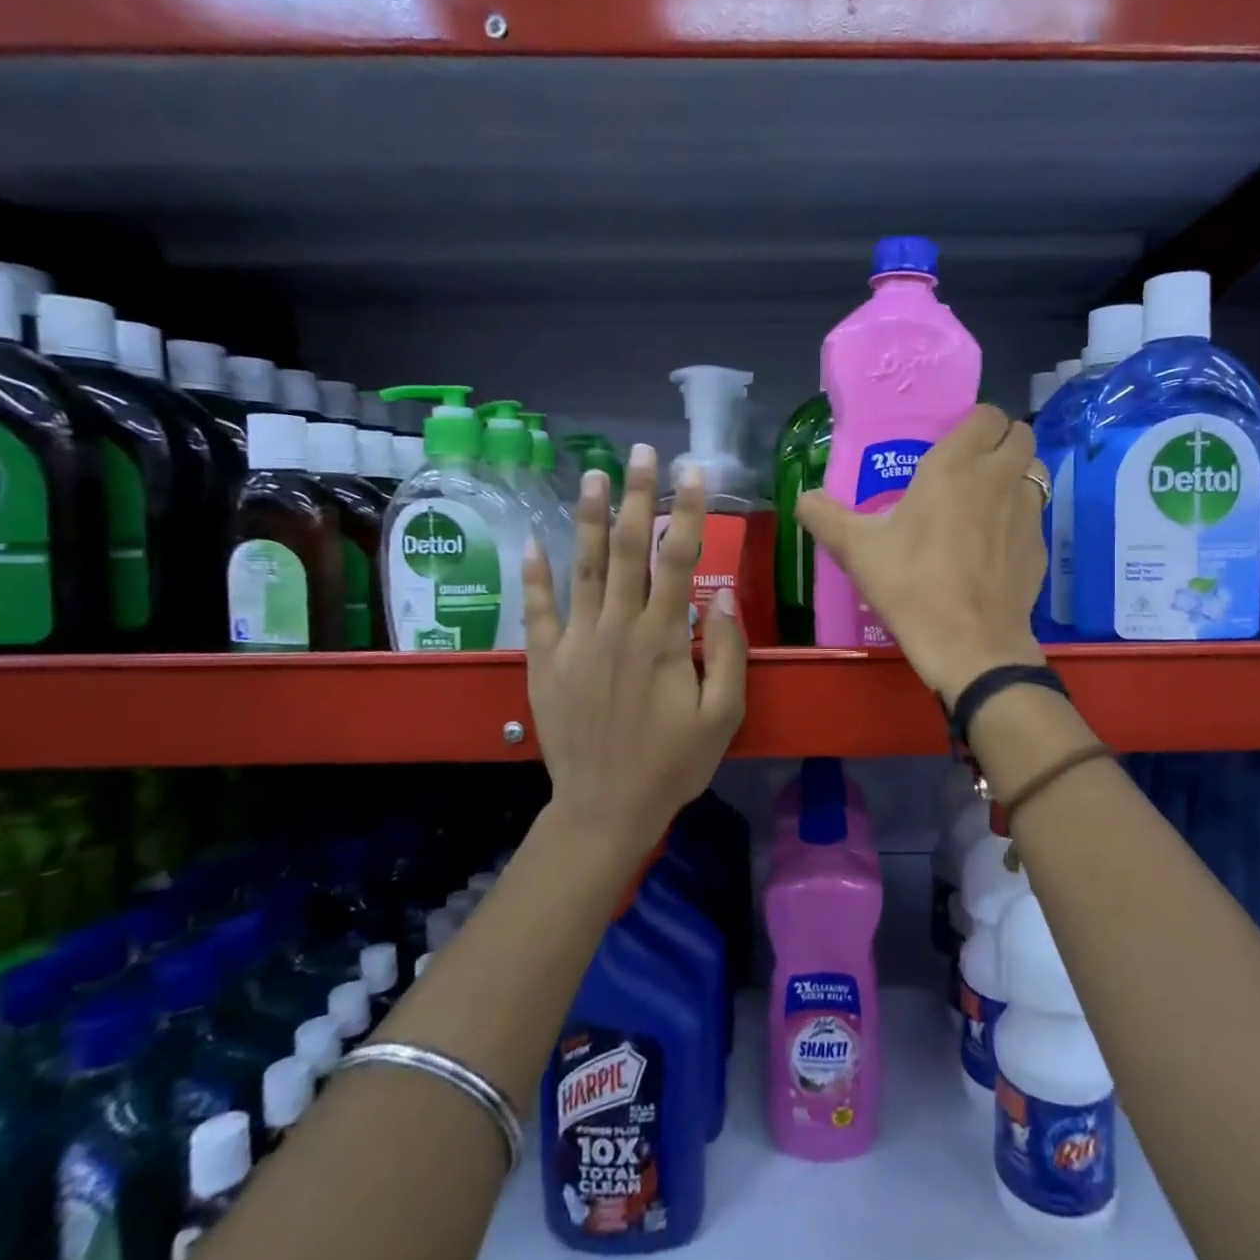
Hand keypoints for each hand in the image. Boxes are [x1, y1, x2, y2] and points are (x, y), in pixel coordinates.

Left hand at [521, 446, 746, 849]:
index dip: (687, 512)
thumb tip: (720, 596)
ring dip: (587, 517)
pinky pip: (538, 610)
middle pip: (626, 550)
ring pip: (582, 567)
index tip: (693, 471)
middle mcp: (617, 628)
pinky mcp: (546, 661)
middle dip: (636, 496)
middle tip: (640, 452)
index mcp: (663, 639)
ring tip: (591, 473)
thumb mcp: (723, 715)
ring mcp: (576, 642)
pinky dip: (535, 575)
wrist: (606, 808)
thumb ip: (727, 652)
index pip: (678, 560)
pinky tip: (532, 541)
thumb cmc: (673, 763)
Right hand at [795, 405, 1046, 700]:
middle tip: (969, 468)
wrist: (970, 644)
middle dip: (999, 442)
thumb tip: (803, 499)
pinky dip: (1019, 518)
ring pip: (1034, 470)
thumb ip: (825, 517)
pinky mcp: (1040, 546)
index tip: (950, 445)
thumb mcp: (857, 550)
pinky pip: (1035, 514)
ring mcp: (1028, 511)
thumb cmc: (911, 585)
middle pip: (1020, 433)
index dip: (973, 424)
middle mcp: (999, 477)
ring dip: (1016, 474)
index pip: (987, 414)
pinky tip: (994, 547)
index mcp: (956, 465)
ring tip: (987, 500)